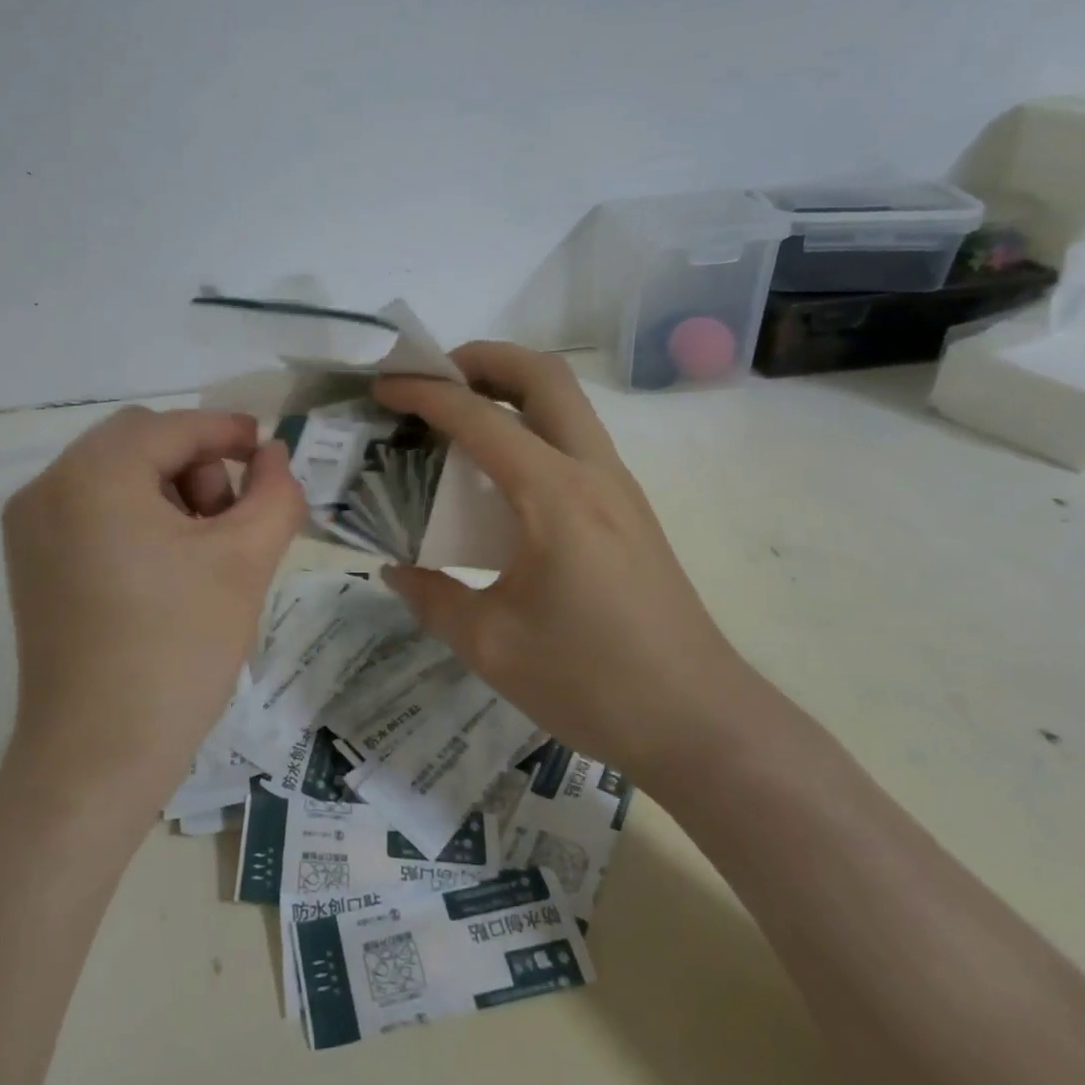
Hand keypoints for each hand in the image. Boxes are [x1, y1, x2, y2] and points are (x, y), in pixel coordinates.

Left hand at [1, 407, 306, 804]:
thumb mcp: (245, 561)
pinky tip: (165, 568)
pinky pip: (92, 509)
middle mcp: (49, 486)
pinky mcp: (30, 563)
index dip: (227, 431)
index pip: (173, 427)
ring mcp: (30, 527)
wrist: (96, 758)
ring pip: (115, 474)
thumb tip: (273, 456)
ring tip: (201, 551)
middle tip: (229, 521)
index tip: (268, 451)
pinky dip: (136, 516)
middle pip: (140, 442)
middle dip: (196, 465)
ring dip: (168, 491)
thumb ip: (274, 492)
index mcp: (94, 474)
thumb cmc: (177, 649)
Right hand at [374, 343, 757, 786]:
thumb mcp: (490, 645)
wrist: (702, 724)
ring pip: (565, 403)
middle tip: (433, 380)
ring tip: (456, 418)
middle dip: (482, 359)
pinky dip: (529, 428)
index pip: (478, 417)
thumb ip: (432, 598)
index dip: (424, 393)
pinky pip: (573, 440)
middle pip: (543, 375)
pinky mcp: (628, 511)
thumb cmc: (592, 682)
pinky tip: (497, 476)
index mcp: (553, 495)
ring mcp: (618, 488)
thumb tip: (396, 569)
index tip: (383, 388)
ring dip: (509, 390)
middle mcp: (592, 472)